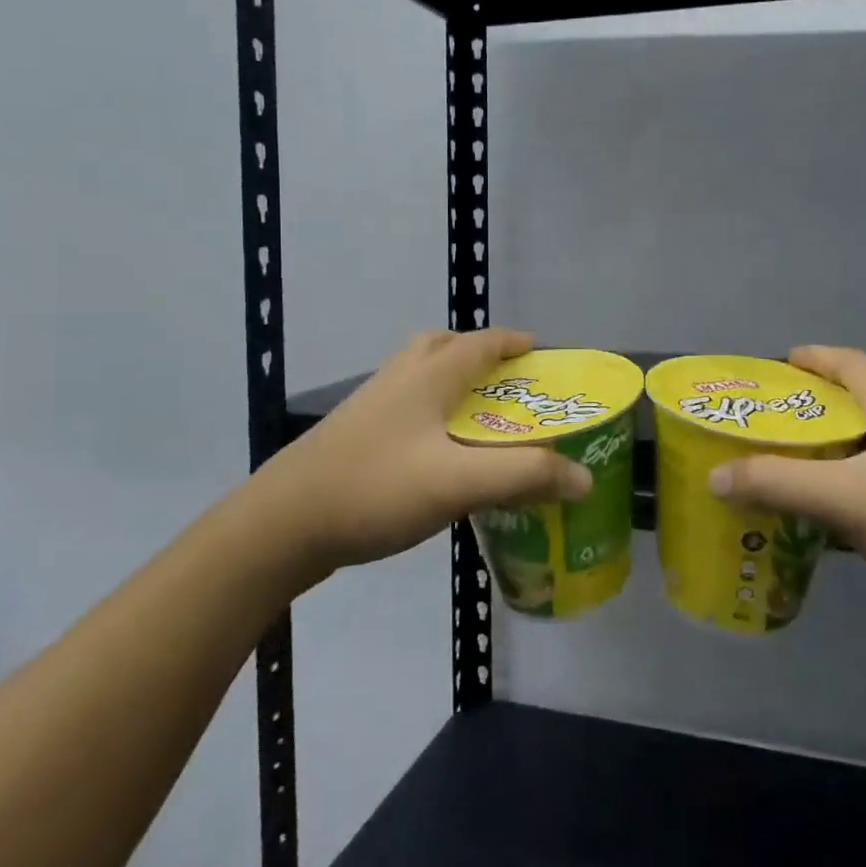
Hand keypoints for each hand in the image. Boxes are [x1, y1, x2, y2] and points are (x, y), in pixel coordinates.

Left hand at [256, 328, 591, 572]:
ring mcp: (370, 406)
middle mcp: (399, 378)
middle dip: (480, 357)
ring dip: (452, 383)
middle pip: (444, 348)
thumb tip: (583, 477)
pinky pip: (404, 407)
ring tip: (478, 418)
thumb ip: (524, 476)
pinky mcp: (354, 435)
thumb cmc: (376, 489)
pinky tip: (437, 455)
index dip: (514, 342)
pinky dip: (430, 413)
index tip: (542, 353)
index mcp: (428, 375)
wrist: (282, 525)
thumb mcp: (459, 482)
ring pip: (420, 376)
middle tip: (509, 384)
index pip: (481, 342)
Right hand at [709, 347, 865, 619]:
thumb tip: (715, 476)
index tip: (778, 366)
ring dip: (845, 447)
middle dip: (822, 404)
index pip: (850, 362)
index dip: (813, 359)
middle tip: (780, 422)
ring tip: (805, 465)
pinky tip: (851, 515)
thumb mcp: (846, 498)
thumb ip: (777, 484)